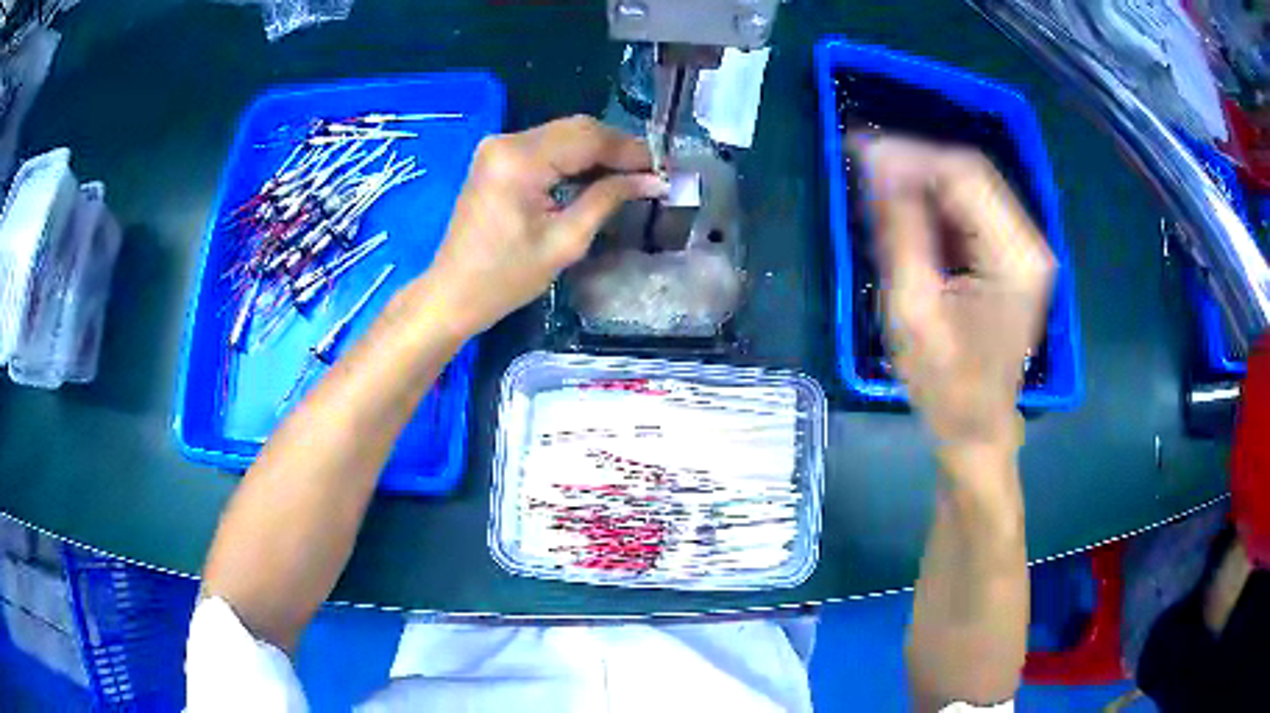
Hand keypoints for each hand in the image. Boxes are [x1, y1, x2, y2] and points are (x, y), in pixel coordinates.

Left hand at [424, 116, 667, 335]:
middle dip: (616, 148)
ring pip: (563, 134)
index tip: (661, 169)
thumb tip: (652, 180)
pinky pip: (546, 146)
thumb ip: (608, 199)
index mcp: (520, 160)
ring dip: (598, 151)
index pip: (588, 138)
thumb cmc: (506, 277)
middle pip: (576, 128)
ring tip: (630, 176)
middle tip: (649, 173)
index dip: (629, 150)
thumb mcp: (565, 241)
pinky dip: (574, 158)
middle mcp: (507, 141)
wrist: (453, 292)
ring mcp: (498, 146)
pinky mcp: (497, 157)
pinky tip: (596, 176)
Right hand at [855, 135, 1054, 458]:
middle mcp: (1028, 244)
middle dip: (915, 163)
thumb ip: (901, 231)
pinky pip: (971, 212)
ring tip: (878, 192)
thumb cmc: (944, 384)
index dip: (911, 154)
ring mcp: (1023, 251)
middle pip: (971, 173)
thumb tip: (880, 165)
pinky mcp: (1012, 259)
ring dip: (923, 183)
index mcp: (1013, 257)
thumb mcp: (912, 310)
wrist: (976, 428)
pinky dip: (936, 205)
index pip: (964, 173)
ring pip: (970, 188)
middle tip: (863, 167)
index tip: (861, 152)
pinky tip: (906, 216)